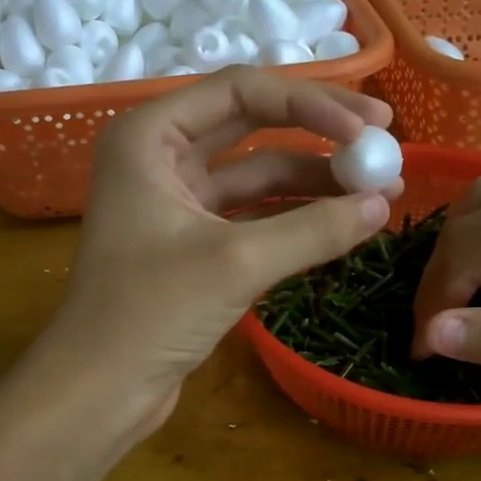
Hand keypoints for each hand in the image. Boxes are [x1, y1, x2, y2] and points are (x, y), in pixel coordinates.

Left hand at [45, 68, 400, 431]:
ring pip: (255, 172)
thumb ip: (313, 229)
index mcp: (149, 136)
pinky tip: (341, 220)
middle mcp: (159, 156)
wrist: (97, 390)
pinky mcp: (191, 241)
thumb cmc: (148, 313)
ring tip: (378, 187)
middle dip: (317, 129)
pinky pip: (251, 213)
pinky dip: (294, 215)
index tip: (370, 127)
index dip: (311, 103)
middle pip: (250, 122)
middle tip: (382, 138)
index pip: (240, 90)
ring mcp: (175, 200)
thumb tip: (383, 205)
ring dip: (312, 177)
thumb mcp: (235, 263)